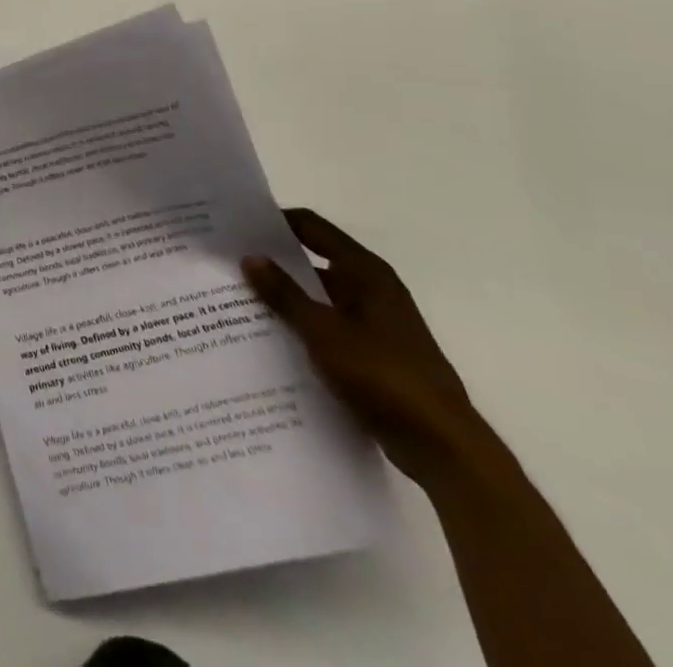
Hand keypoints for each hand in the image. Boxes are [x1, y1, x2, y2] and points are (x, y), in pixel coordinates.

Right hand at [243, 208, 486, 486]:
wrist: (445, 449)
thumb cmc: (385, 377)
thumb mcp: (324, 332)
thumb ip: (284, 293)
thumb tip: (250, 257)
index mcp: (365, 272)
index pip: (311, 227)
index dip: (274, 221)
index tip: (235, 225)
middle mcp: (372, 289)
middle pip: (312, 260)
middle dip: (272, 262)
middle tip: (227, 263)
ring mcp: (374, 322)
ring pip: (318, 297)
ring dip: (285, 297)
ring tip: (237, 300)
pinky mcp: (373, 353)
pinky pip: (327, 326)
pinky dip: (301, 326)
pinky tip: (269, 338)